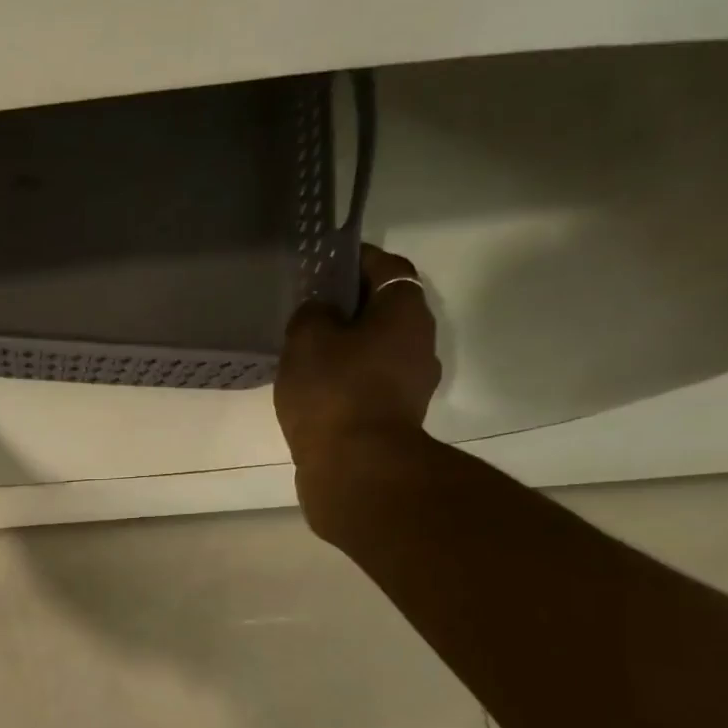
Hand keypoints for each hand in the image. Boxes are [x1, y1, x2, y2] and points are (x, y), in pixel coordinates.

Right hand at [275, 245, 440, 528]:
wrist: (357, 467)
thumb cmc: (334, 391)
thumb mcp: (307, 339)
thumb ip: (312, 313)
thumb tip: (321, 311)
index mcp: (405, 311)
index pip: (387, 267)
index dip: (356, 259)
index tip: (327, 263)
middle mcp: (420, 342)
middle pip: (386, 309)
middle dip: (352, 305)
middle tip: (312, 308)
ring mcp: (413, 383)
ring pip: (379, 348)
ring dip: (350, 344)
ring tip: (309, 351)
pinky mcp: (397, 416)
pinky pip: (372, 381)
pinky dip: (350, 377)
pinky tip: (318, 387)